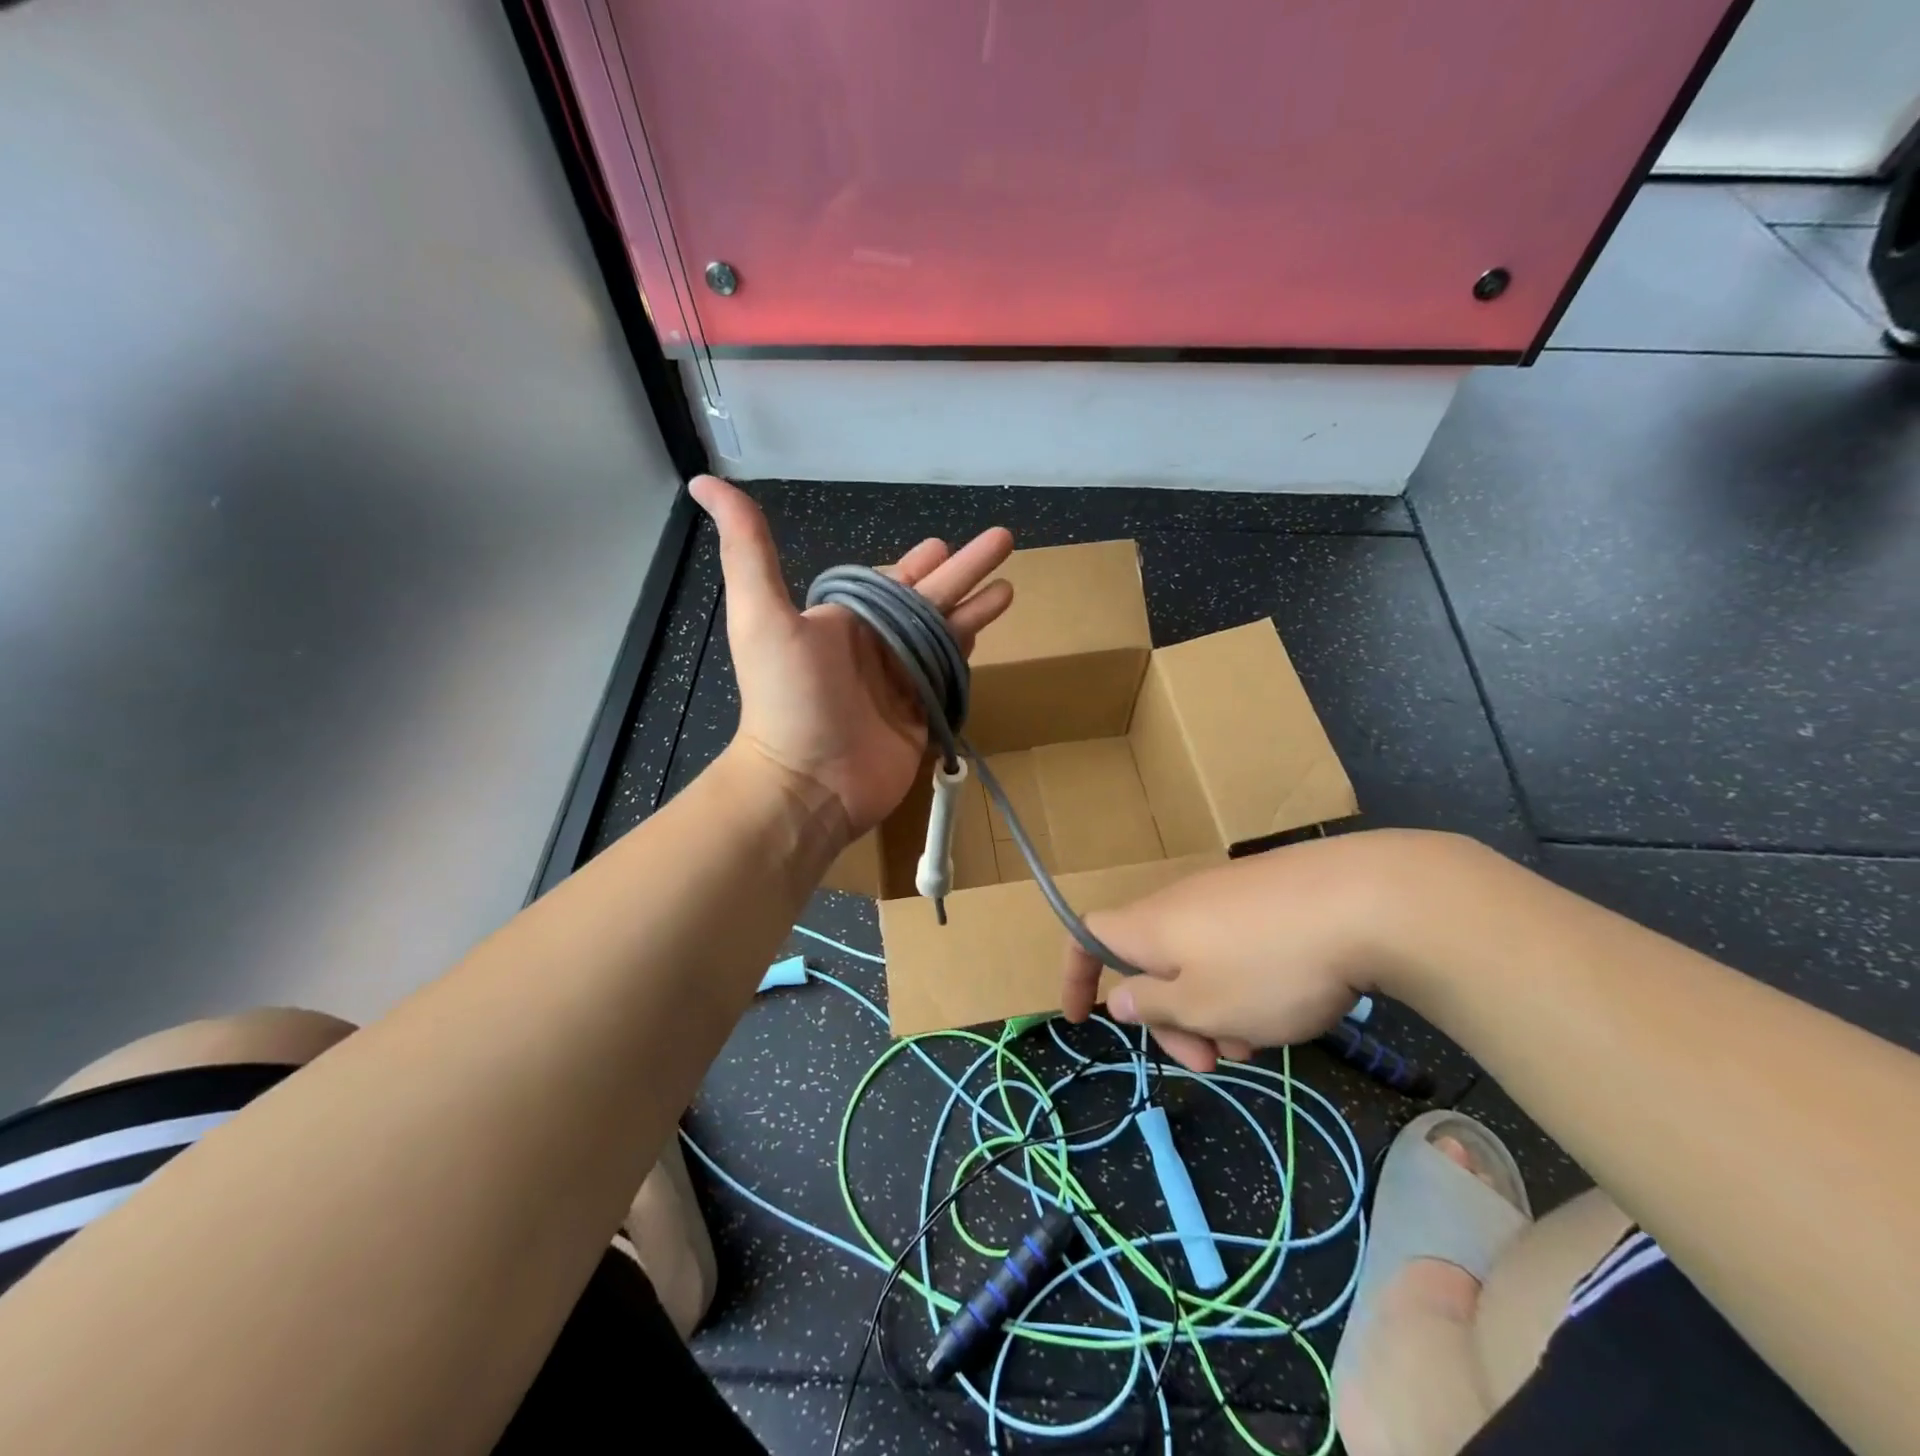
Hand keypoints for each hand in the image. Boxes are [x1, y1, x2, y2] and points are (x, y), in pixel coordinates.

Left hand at [692, 476, 1014, 840]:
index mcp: (848, 621)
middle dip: (967, 570)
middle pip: (931, 600)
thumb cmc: (788, 698)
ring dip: (977, 610)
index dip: (921, 560)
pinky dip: (967, 657)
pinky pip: (948, 679)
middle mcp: (877, 648)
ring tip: (1009, 588)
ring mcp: (901, 684)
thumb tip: (706, 483)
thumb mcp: (761, 615)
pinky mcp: (920, 718)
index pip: (894, 581)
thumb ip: (748, 549)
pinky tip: (988, 637)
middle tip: (1003, 540)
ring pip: (946, 636)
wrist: (808, 783)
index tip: (946, 541)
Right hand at [1060, 830, 1452, 1071]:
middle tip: (1209, 1063)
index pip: (1086, 936)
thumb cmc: (1269, 965)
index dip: (1074, 974)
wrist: (1366, 900)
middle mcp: (1179, 903)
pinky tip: (1288, 1005)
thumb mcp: (1203, 1006)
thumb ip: (1152, 1005)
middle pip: (1150, 962)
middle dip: (1169, 1018)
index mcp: (1149, 925)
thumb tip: (1118, 996)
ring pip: (1198, 962)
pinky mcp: (1268, 896)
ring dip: (1214, 1009)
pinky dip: (1244, 985)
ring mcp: (1226, 895)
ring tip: (1262, 1039)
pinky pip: (1234, 947)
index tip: (1081, 1018)